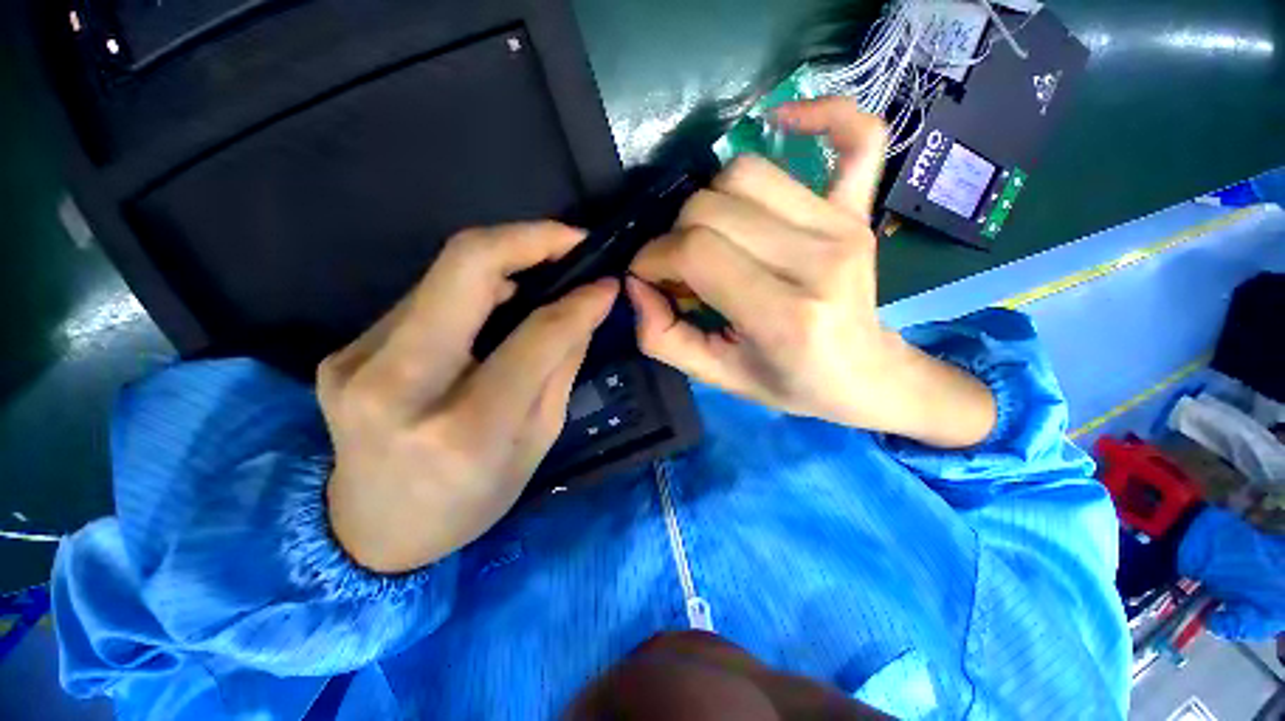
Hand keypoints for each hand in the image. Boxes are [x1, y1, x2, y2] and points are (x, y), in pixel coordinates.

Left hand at [318, 223, 617, 572]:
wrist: (372, 531)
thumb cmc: (472, 499)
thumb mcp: (536, 442)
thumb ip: (559, 368)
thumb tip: (585, 307)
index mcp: (462, 430)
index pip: (533, 338)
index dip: (577, 301)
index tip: (606, 282)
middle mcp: (396, 386)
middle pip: (464, 267)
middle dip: (528, 238)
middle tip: (573, 239)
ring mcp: (356, 361)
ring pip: (442, 276)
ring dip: (502, 261)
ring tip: (546, 269)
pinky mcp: (344, 350)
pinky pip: (425, 298)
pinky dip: (472, 289)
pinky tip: (498, 301)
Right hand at [628, 98, 994, 447]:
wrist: (864, 375)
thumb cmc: (790, 383)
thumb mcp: (718, 377)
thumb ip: (664, 339)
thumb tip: (636, 285)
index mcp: (784, 316)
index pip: (697, 252)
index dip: (654, 257)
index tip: (648, 276)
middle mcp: (818, 259)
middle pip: (713, 206)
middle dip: (674, 235)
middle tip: (677, 267)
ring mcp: (844, 226)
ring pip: (748, 172)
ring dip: (710, 200)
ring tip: (711, 236)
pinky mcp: (859, 210)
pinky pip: (858, 137)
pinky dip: (822, 115)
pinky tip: (782, 121)